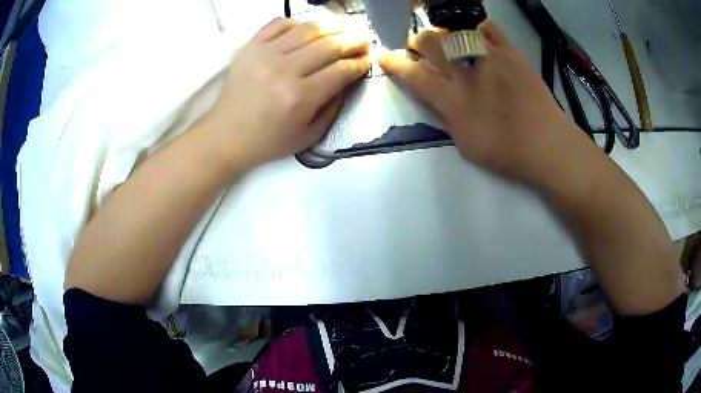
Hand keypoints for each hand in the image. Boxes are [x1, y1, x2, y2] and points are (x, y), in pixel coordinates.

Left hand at [205, 18, 370, 169]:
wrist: (226, 136)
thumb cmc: (268, 141)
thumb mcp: (309, 136)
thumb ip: (334, 106)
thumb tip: (349, 79)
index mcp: (301, 97)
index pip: (342, 69)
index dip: (361, 62)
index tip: (368, 60)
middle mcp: (285, 70)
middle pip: (330, 45)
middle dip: (354, 41)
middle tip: (364, 42)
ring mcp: (265, 54)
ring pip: (309, 29)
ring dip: (333, 27)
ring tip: (344, 30)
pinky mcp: (250, 46)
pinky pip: (280, 23)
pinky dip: (298, 23)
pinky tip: (307, 31)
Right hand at [378, 20, 585, 184]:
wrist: (549, 145)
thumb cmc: (507, 153)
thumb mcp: (466, 145)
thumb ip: (446, 118)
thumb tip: (434, 97)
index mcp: (455, 102)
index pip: (415, 76)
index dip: (395, 63)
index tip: (383, 55)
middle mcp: (469, 75)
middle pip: (432, 43)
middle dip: (419, 41)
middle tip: (421, 46)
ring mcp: (492, 59)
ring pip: (457, 31)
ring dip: (446, 33)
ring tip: (450, 40)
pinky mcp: (512, 53)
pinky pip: (490, 28)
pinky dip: (479, 28)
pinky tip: (477, 34)